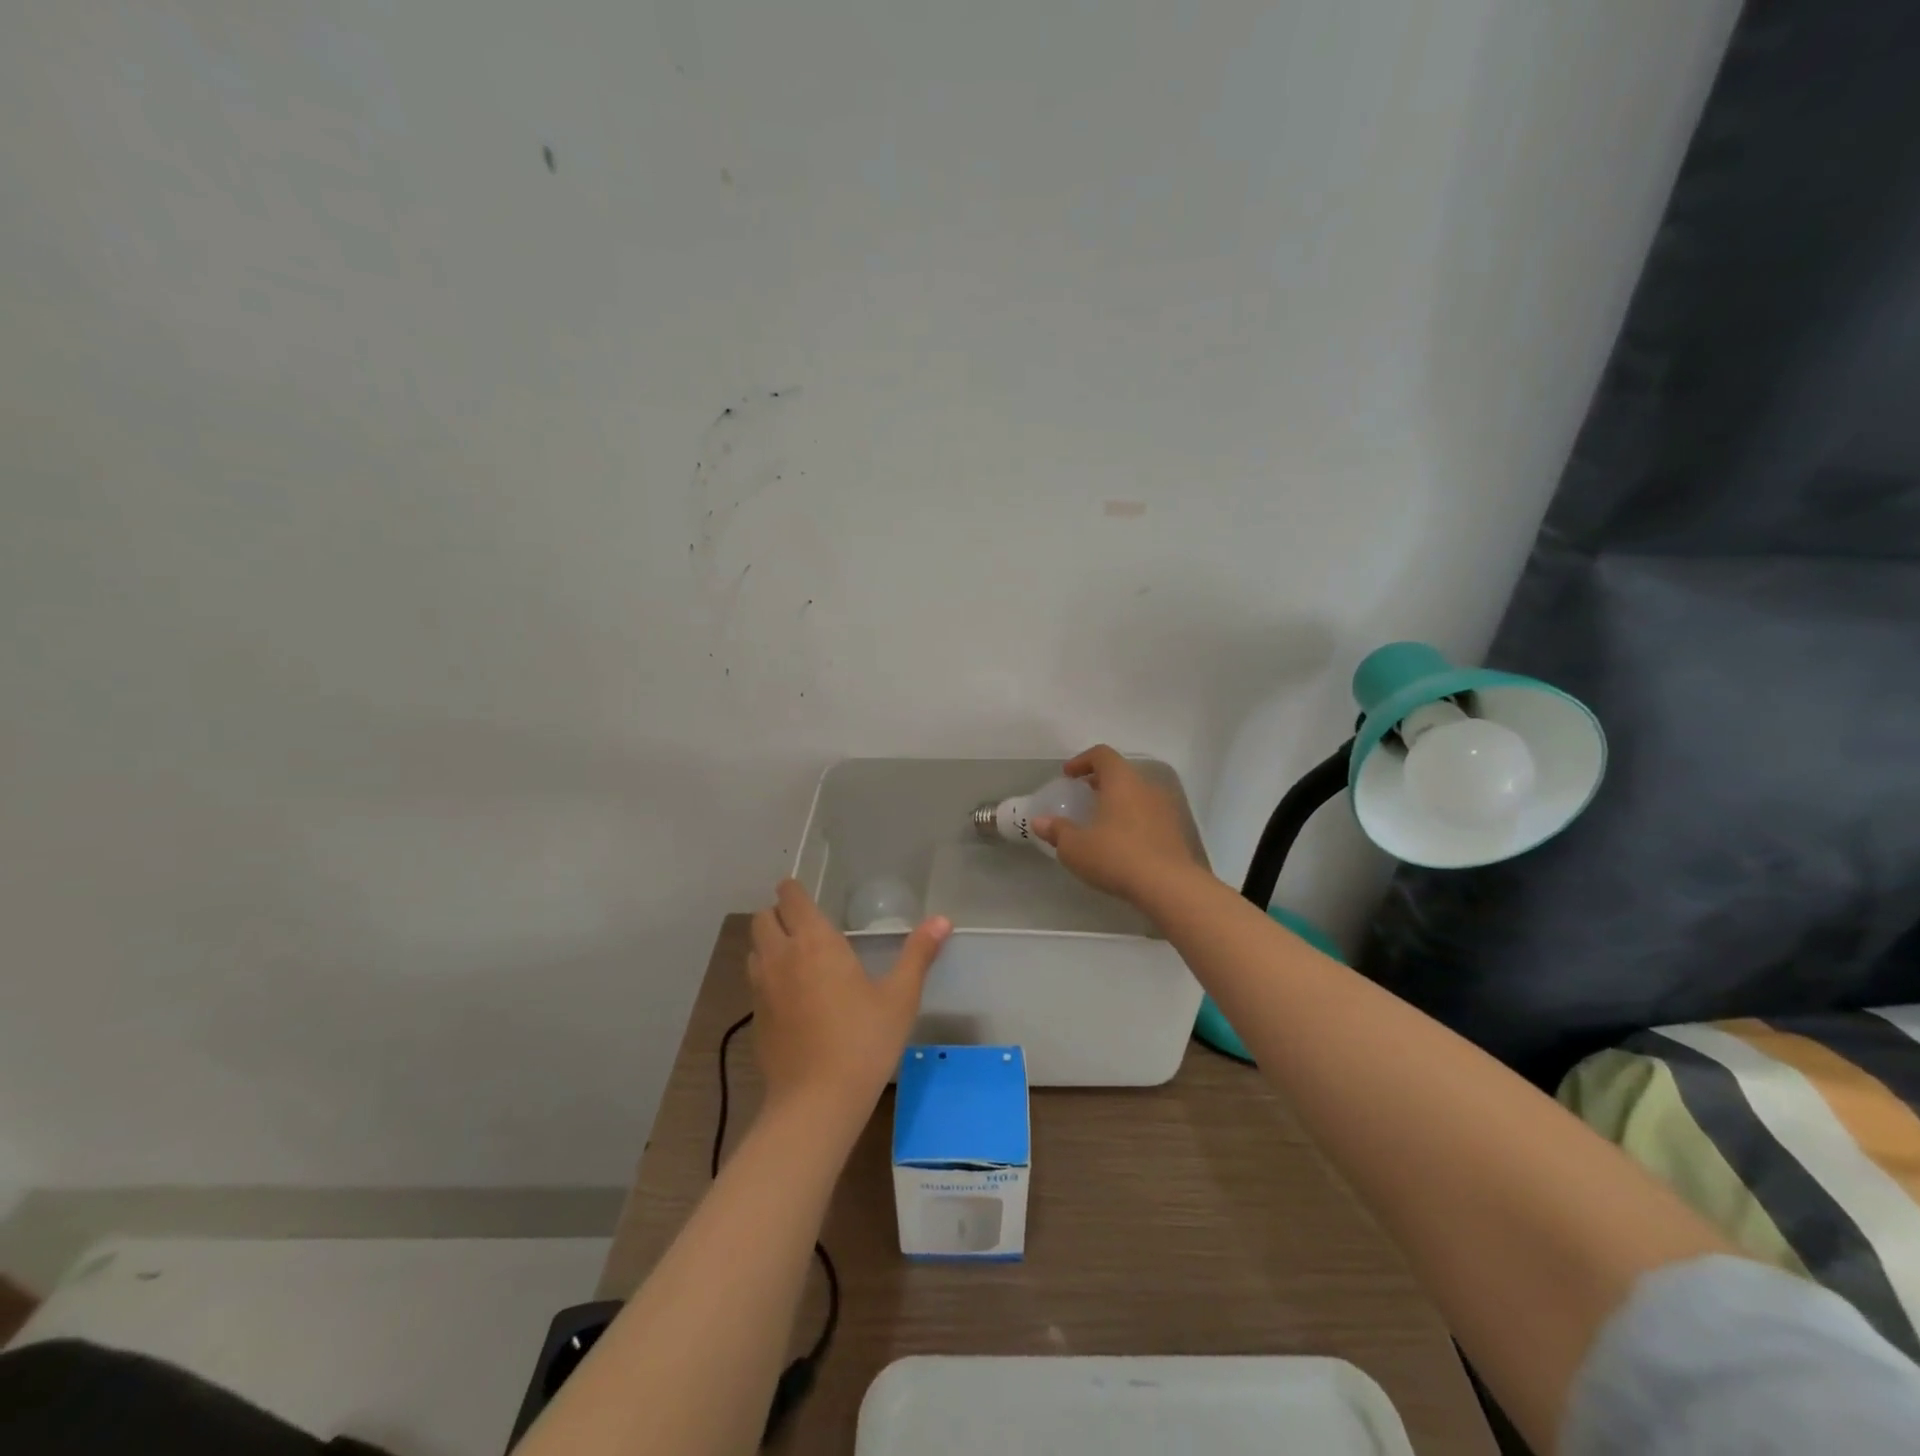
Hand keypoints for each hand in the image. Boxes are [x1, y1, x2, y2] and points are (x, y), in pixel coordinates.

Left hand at [748, 879, 951, 1123]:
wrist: (816, 1102)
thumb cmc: (864, 1041)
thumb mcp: (900, 997)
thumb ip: (918, 954)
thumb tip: (942, 920)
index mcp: (815, 942)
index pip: (790, 897)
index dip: (793, 890)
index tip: (806, 894)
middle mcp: (781, 957)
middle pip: (762, 918)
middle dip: (778, 914)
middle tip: (805, 926)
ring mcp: (762, 989)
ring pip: (754, 949)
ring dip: (769, 945)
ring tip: (797, 959)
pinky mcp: (755, 1019)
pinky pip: (755, 982)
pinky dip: (768, 978)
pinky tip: (792, 999)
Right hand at [1031, 745, 1203, 902]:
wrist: (1168, 886)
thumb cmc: (1115, 856)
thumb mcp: (1075, 847)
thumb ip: (1057, 831)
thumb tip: (1039, 822)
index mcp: (1121, 781)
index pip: (1102, 755)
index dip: (1082, 761)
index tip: (1068, 775)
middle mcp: (1146, 788)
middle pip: (1122, 773)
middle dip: (1100, 782)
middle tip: (1083, 796)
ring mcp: (1165, 809)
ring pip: (1137, 795)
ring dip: (1118, 802)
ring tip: (1101, 821)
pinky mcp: (1176, 832)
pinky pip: (1149, 816)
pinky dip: (1133, 820)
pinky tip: (1122, 843)